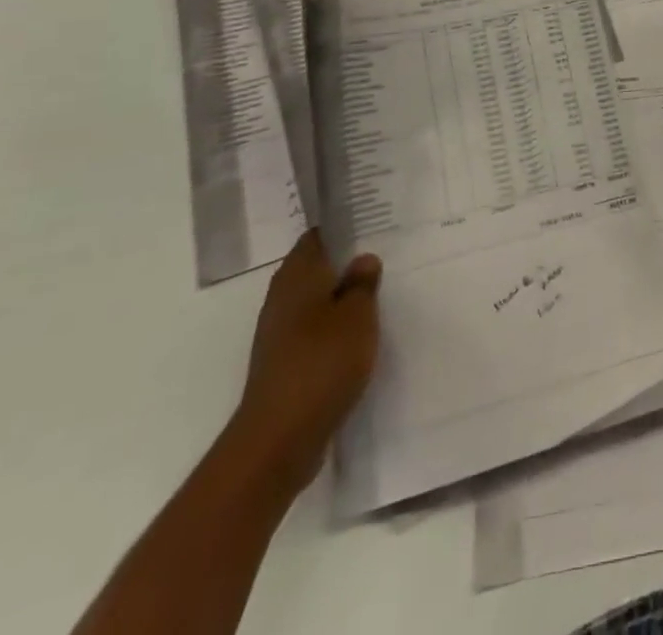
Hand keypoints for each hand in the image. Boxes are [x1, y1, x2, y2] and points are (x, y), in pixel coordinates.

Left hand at [232, 230, 381, 495]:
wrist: (279, 439)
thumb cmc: (322, 363)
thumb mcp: (357, 315)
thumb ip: (362, 284)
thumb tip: (363, 260)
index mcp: (297, 275)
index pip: (318, 236)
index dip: (343, 228)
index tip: (372, 224)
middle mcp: (282, 298)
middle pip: (315, 268)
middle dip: (345, 264)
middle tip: (383, 257)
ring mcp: (278, 333)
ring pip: (314, 301)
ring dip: (340, 298)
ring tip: (377, 295)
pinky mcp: (283, 364)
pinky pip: (312, 331)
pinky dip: (333, 328)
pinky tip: (358, 336)